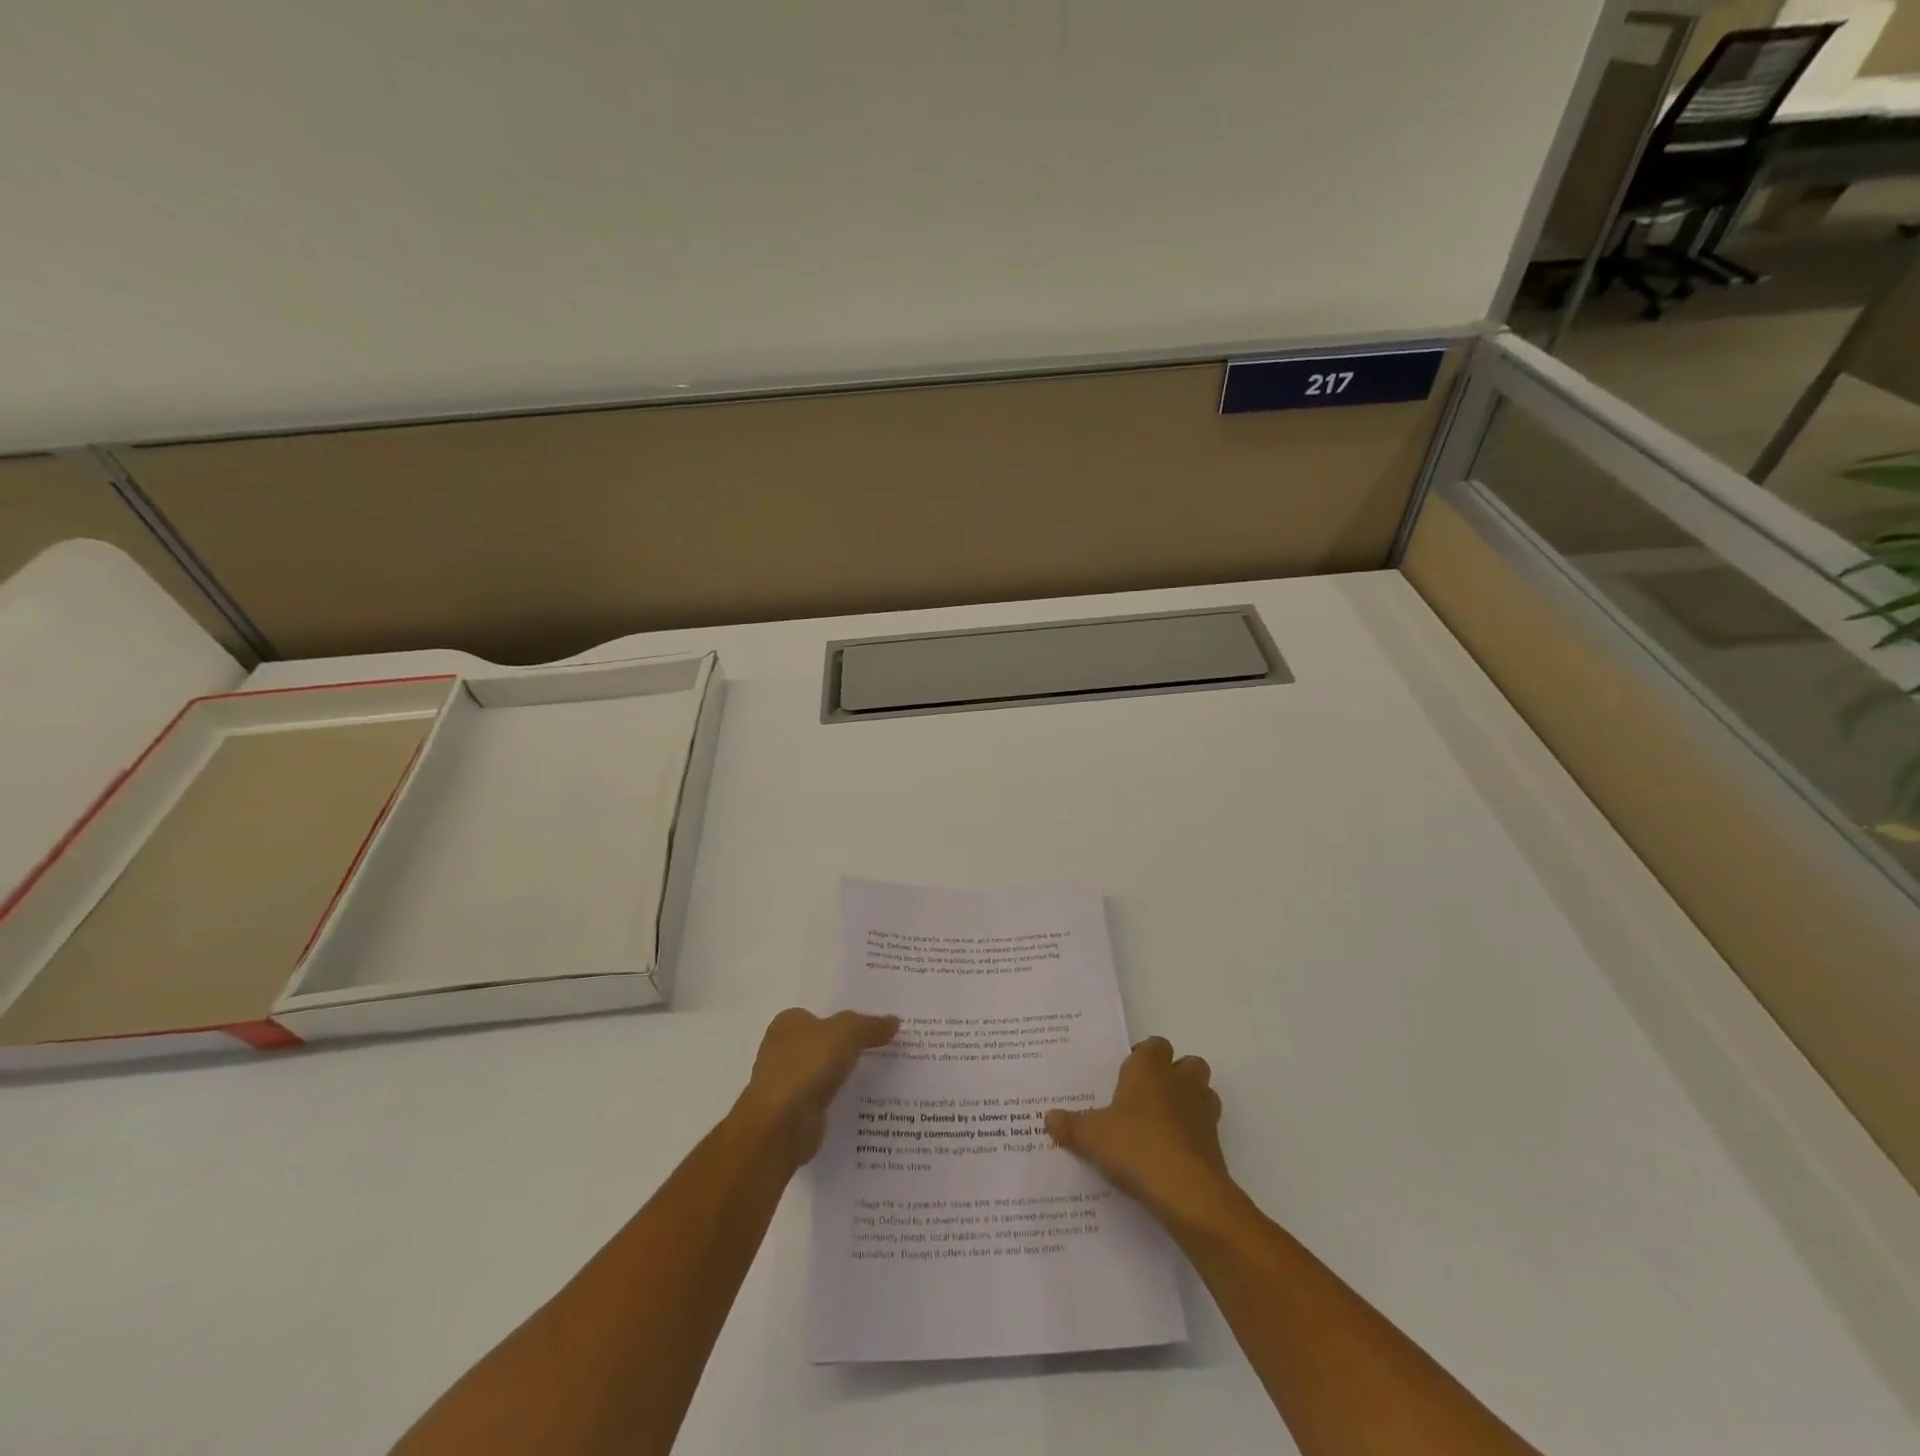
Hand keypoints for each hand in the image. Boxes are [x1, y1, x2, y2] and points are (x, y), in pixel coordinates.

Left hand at [733, 1008, 898, 1167]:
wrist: (780, 1126)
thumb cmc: (806, 1066)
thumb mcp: (845, 1033)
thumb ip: (869, 1026)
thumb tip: (894, 1021)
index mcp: (788, 1023)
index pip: (822, 1015)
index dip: (848, 1019)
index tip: (876, 1025)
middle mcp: (783, 1050)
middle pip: (824, 1043)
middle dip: (849, 1046)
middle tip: (886, 1047)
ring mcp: (787, 1083)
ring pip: (826, 1072)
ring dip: (846, 1075)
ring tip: (884, 1074)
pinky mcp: (795, 1113)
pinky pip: (825, 1098)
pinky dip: (841, 1099)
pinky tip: (865, 1102)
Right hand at [1047, 1036, 1236, 1230]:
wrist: (1187, 1192)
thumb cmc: (1135, 1147)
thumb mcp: (1091, 1137)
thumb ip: (1070, 1125)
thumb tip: (1048, 1118)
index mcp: (1149, 1069)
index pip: (1154, 1045)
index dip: (1143, 1057)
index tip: (1125, 1076)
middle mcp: (1180, 1082)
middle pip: (1187, 1064)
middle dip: (1173, 1075)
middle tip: (1146, 1098)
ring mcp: (1203, 1112)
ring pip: (1203, 1093)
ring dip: (1188, 1103)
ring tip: (1162, 1125)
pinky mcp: (1216, 1144)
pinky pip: (1205, 1129)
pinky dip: (1193, 1136)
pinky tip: (1171, 1156)